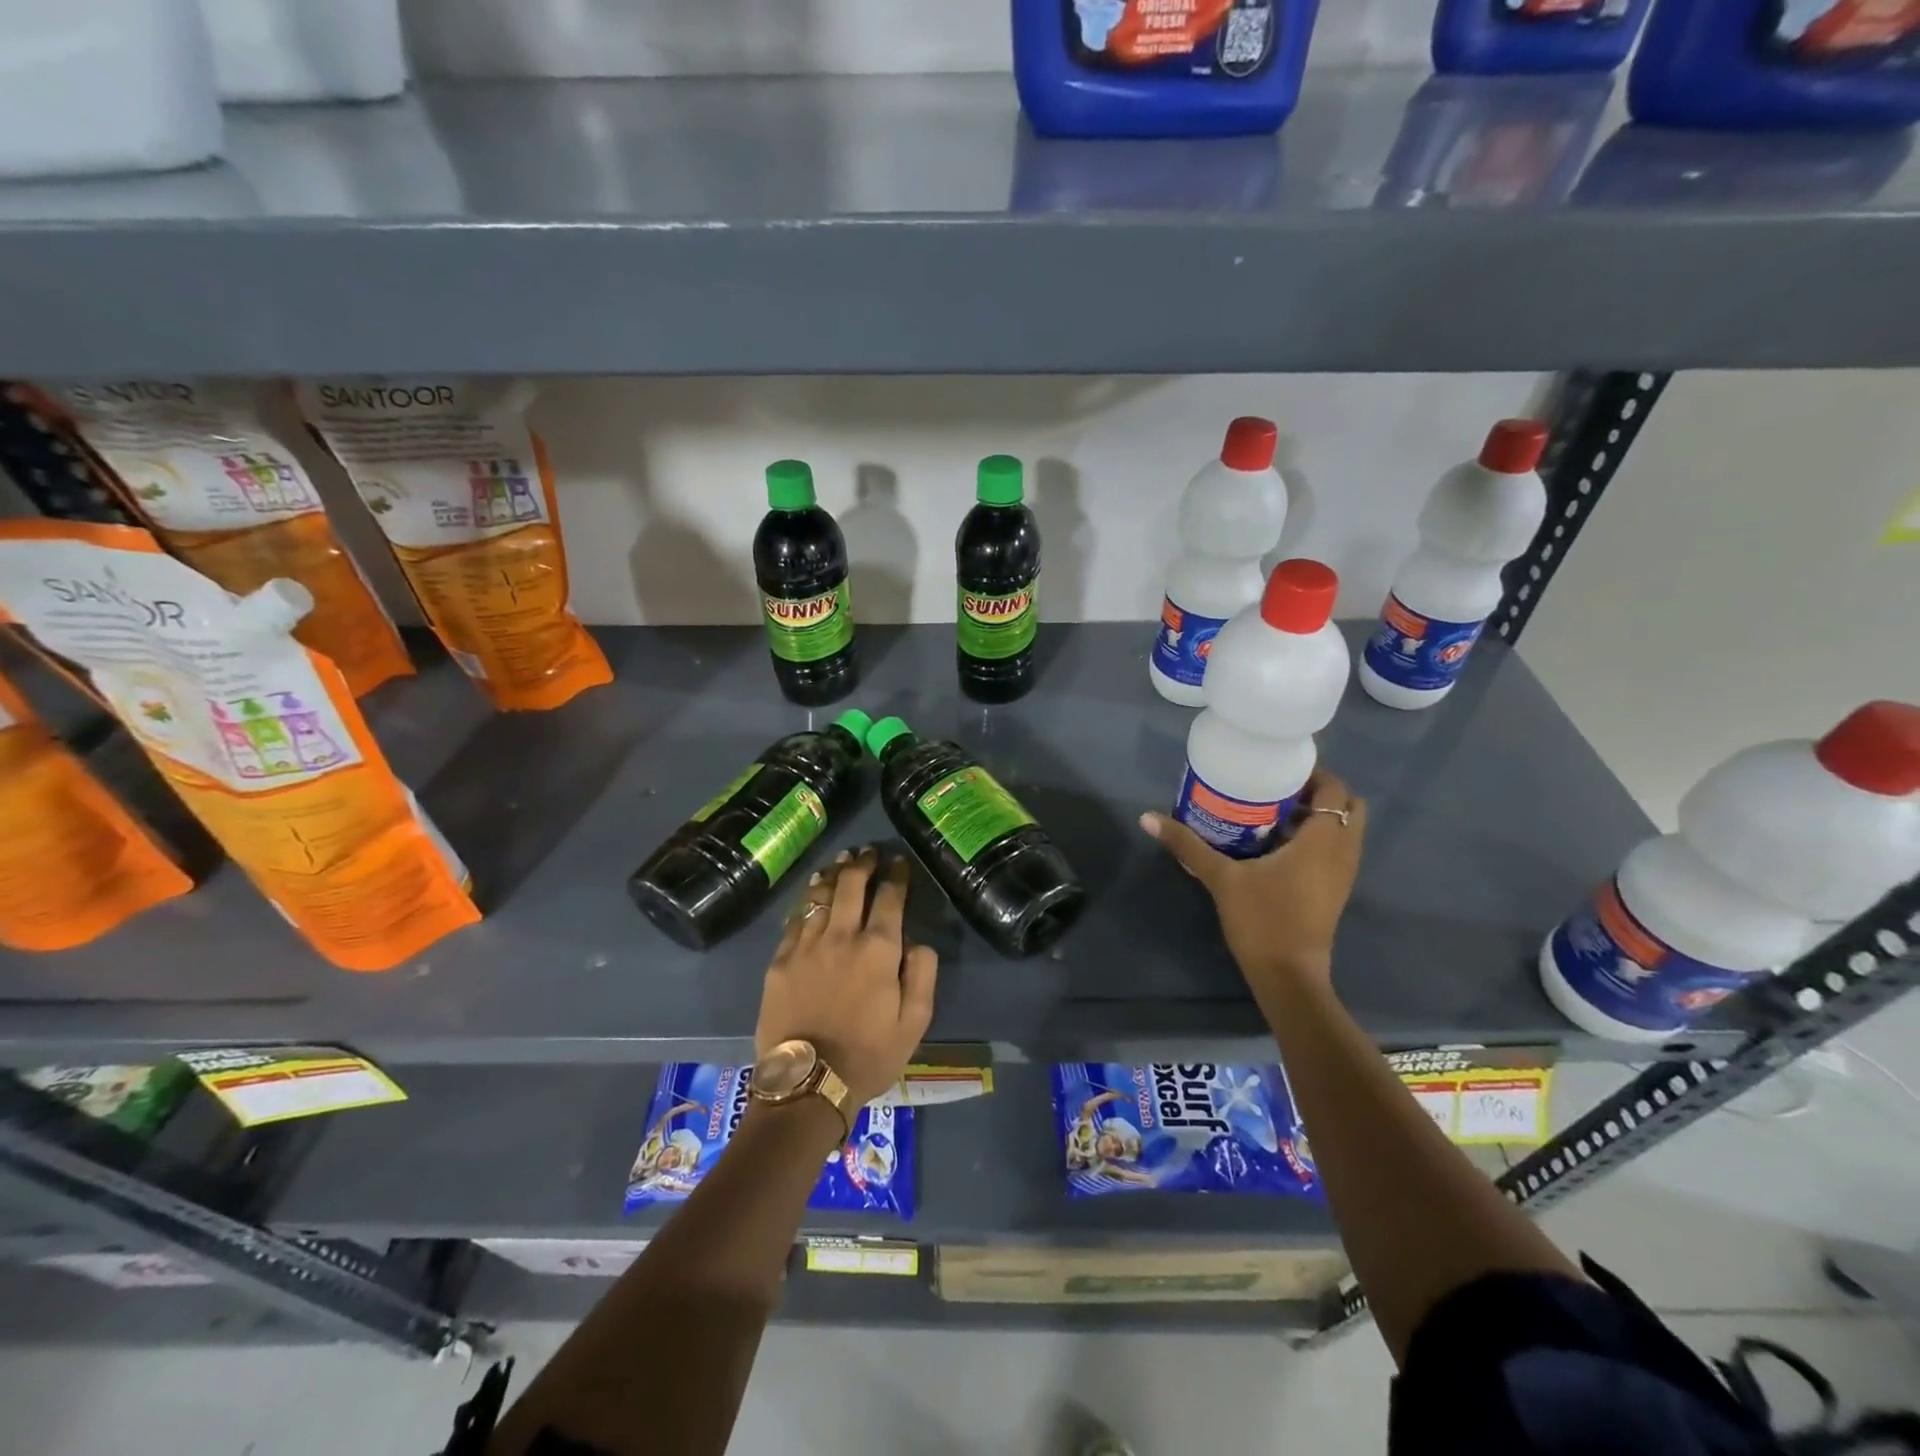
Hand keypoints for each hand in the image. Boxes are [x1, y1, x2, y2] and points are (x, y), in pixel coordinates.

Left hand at [755, 846, 939, 1108]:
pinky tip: (812, 891)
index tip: (899, 862)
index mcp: (879, 949)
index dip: (896, 875)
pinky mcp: (781, 959)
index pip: (890, 897)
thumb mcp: (915, 1023)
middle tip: (868, 851)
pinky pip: (796, 918)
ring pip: (821, 895)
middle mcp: (843, 936)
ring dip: (834, 873)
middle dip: (863, 863)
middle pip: (852, 885)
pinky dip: (807, 899)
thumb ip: (923, 974)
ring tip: (841, 860)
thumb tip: (917, 942)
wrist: (808, 1083)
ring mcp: (807, 945)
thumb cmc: (869, 1055)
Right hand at [1140, 768, 1365, 1000]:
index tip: (1277, 769)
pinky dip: (1315, 839)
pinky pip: (1335, 850)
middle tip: (1276, 790)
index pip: (1334, 789)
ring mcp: (1343, 873)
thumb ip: (1187, 845)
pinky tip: (1276, 846)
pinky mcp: (1335, 890)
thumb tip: (1147, 818)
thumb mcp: (1221, 878)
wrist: (1288, 976)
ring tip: (1272, 814)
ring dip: (1316, 817)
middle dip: (1317, 793)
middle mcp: (1343, 851)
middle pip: (1346, 805)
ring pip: (1343, 829)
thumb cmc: (1262, 920)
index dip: (1312, 773)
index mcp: (1323, 840)